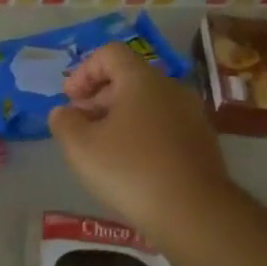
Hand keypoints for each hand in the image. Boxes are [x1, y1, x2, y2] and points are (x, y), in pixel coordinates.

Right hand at [49, 43, 235, 249]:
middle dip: (99, 96)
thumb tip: (64, 112)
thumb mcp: (80, 146)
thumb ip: (64, 122)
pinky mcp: (202, 143)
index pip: (110, 53)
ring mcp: (192, 116)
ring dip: (120, 117)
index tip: (70, 99)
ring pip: (148, 104)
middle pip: (130, 78)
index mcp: (142, 80)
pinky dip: (142, 134)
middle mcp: (171, 89)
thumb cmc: (130, 170)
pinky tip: (130, 166)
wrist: (193, 212)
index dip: (83, 71)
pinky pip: (164, 126)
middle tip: (80, 125)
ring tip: (102, 148)